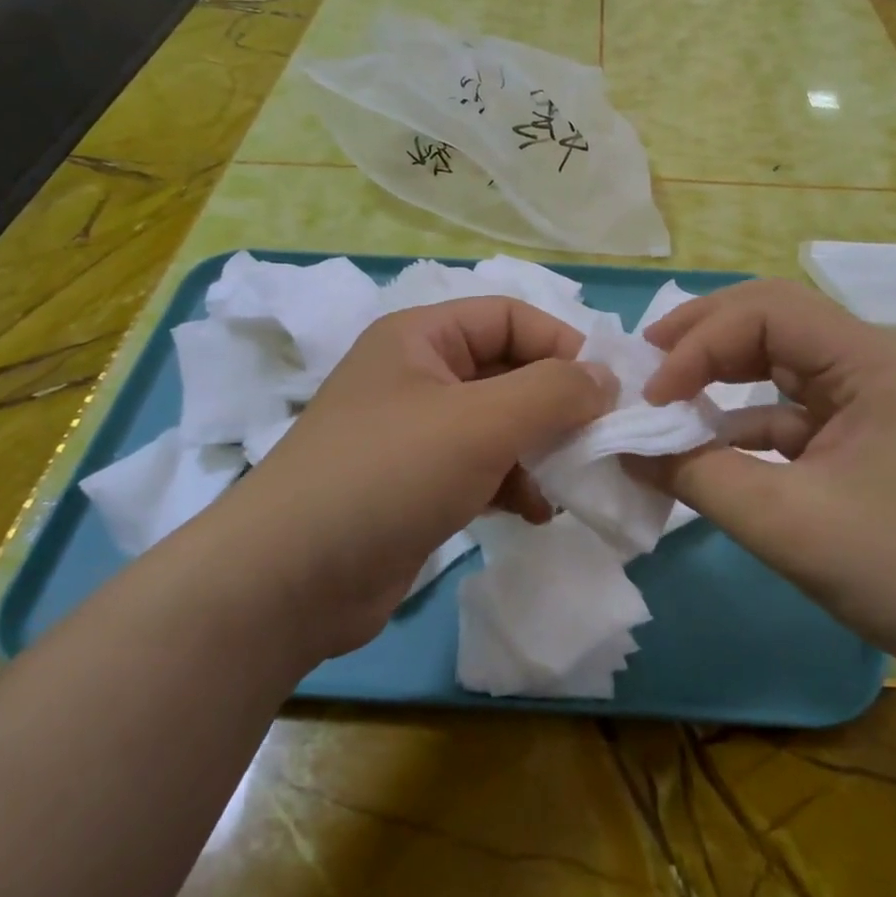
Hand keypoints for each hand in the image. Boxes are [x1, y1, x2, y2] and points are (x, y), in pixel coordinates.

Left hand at [211, 298, 616, 661]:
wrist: (289, 580)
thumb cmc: (388, 475)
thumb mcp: (481, 422)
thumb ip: (553, 392)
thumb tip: (606, 378)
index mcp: (421, 337)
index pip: (509, 316)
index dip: (561, 344)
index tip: (606, 391)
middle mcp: (417, 376)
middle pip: (507, 371)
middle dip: (555, 404)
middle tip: (599, 440)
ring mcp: (415, 434)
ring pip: (499, 424)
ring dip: (540, 449)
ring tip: (570, 481)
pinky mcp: (417, 486)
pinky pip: (482, 468)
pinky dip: (514, 484)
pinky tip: (536, 512)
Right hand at [639, 279, 895, 680]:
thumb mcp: (787, 522)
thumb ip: (698, 476)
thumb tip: (629, 450)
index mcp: (870, 361)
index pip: (767, 312)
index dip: (699, 343)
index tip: (654, 398)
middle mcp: (873, 364)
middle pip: (774, 320)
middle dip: (704, 336)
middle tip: (646, 361)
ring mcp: (872, 402)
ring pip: (781, 363)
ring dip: (721, 375)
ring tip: (666, 393)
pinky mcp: (865, 440)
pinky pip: (792, 411)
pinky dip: (744, 422)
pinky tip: (708, 446)